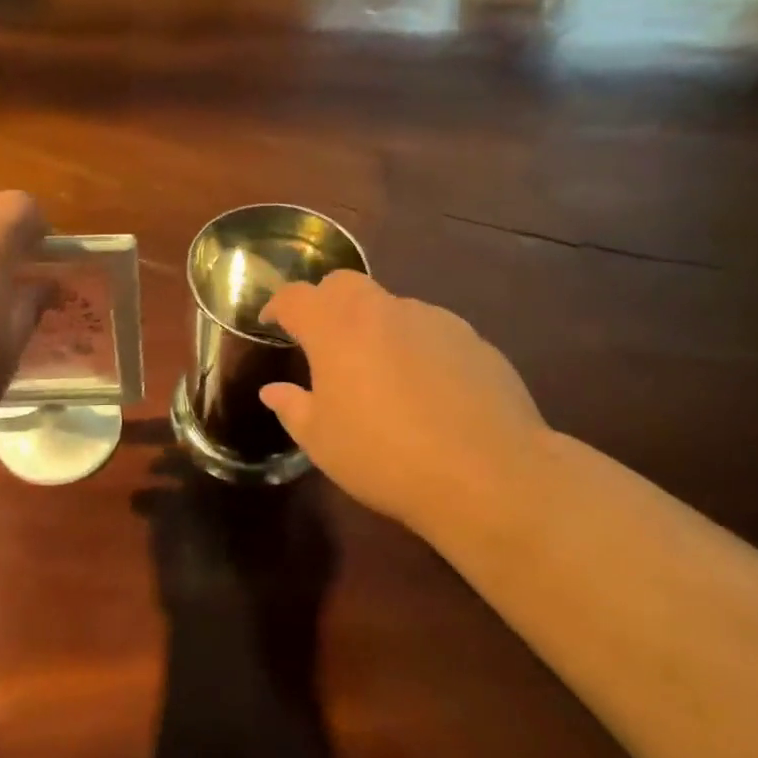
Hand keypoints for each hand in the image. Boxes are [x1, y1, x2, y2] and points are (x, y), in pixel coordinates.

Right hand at [259, 272, 547, 542]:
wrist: (486, 473)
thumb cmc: (384, 457)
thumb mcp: (322, 442)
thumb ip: (292, 408)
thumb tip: (273, 390)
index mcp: (337, 328)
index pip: (296, 297)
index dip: (278, 305)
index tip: (271, 321)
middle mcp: (384, 310)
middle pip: (344, 284)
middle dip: (325, 303)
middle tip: (321, 340)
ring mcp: (434, 320)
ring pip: (391, 308)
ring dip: (374, 328)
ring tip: (378, 374)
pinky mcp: (472, 339)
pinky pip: (430, 332)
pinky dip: (415, 348)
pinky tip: (426, 390)